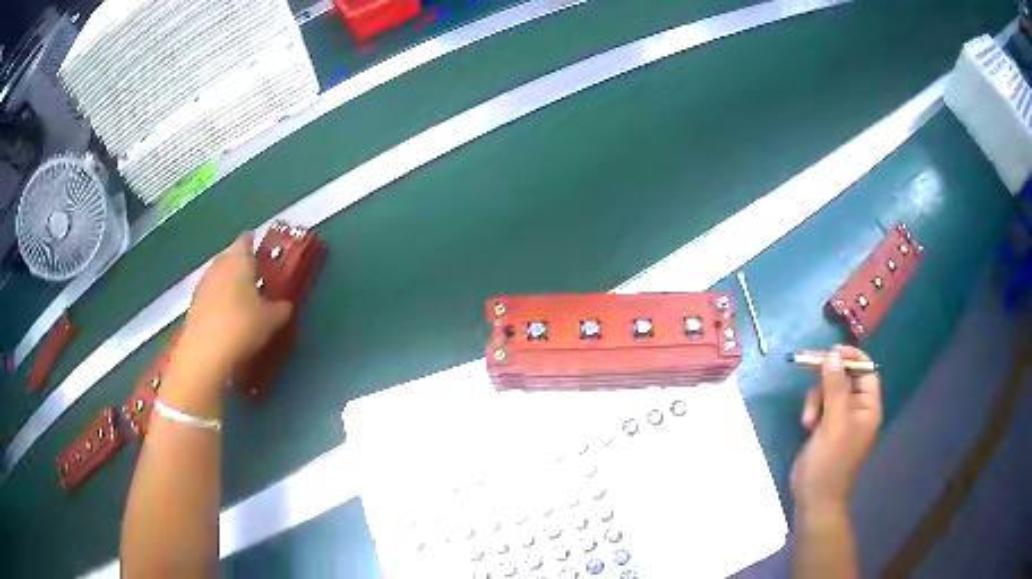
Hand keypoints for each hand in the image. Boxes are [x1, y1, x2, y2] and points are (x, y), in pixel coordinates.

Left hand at [178, 233, 292, 377]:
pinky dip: (219, 303)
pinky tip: (227, 320)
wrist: (204, 354)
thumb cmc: (242, 326)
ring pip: (219, 277)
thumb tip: (285, 305)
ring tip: (243, 302)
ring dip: (229, 285)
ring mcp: (203, 285)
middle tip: (258, 280)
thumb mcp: (272, 320)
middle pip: (231, 257)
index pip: (247, 240)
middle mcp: (219, 265)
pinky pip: (210, 296)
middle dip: (242, 266)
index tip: (265, 255)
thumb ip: (281, 308)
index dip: (256, 244)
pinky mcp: (193, 305)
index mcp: (239, 259)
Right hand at [791, 345, 881, 511]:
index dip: (850, 357)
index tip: (830, 352)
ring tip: (808, 419)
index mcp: (868, 407)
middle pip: (845, 376)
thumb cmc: (830, 462)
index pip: (865, 370)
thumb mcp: (833, 423)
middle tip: (807, 364)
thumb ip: (835, 388)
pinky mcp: (827, 425)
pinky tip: (806, 424)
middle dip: (827, 377)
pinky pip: (820, 403)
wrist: (814, 497)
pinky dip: (812, 409)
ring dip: (816, 398)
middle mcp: (858, 408)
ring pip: (829, 389)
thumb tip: (833, 355)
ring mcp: (841, 417)